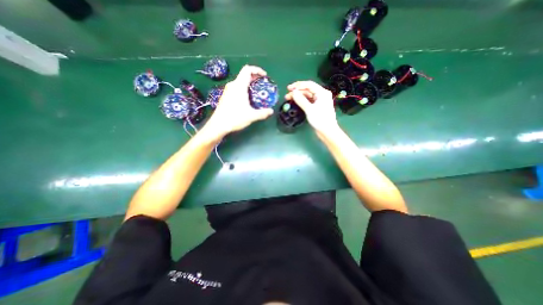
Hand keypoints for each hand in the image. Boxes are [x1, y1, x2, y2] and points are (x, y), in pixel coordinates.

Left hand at [202, 65, 273, 140]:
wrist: (218, 125)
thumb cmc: (235, 118)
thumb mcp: (251, 116)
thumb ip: (263, 113)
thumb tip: (271, 111)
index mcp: (239, 86)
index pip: (247, 70)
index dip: (257, 70)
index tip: (264, 76)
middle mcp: (233, 85)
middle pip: (244, 75)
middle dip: (255, 77)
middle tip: (263, 84)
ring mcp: (228, 90)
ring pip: (240, 81)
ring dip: (249, 83)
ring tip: (257, 92)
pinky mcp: (226, 95)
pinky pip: (237, 87)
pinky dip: (244, 88)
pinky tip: (248, 99)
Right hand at [286, 81, 337, 136]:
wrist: (327, 131)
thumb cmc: (320, 120)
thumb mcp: (309, 109)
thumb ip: (301, 100)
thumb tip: (293, 92)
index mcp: (322, 93)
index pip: (309, 84)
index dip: (298, 85)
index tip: (288, 88)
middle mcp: (321, 95)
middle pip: (307, 90)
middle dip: (297, 91)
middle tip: (287, 95)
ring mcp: (319, 101)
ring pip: (307, 95)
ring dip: (298, 96)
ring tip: (288, 99)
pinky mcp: (317, 107)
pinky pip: (308, 101)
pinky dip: (301, 101)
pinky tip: (295, 102)